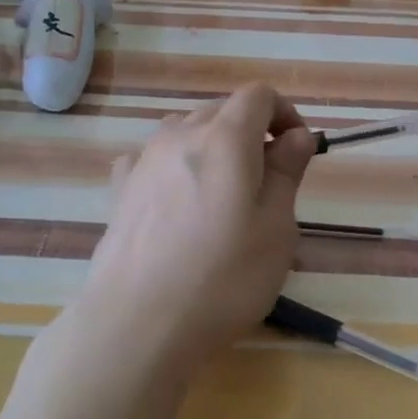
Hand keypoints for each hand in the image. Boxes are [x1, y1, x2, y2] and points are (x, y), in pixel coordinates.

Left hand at [70, 83, 316, 384]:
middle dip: (250, 131)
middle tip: (267, 181)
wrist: (138, 323)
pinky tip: (176, 200)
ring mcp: (144, 161)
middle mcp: (180, 135)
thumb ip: (287, 172)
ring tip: (222, 193)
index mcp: (225, 138)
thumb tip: (297, 135)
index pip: (258, 95)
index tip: (297, 150)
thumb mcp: (276, 228)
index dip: (284, 113)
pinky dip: (173, 165)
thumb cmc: (224, 278)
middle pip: (221, 109)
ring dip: (211, 146)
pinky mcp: (119, 190)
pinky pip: (152, 159)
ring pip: (185, 130)